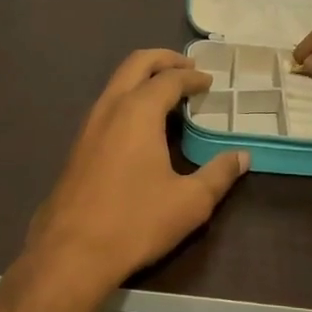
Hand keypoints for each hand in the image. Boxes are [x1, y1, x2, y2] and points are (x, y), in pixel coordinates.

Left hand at [22, 50, 248, 302]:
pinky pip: (107, 105)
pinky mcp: (77, 146)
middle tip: (188, 68)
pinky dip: (128, 98)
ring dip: (142, 78)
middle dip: (163, 59)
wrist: (70, 252)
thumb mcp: (190, 202)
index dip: (193, 77)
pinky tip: (141, 125)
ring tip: (168, 94)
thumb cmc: (135, 221)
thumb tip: (241, 157)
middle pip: (136, 64)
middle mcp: (110, 107)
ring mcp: (88, 125)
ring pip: (116, 82)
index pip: (169, 79)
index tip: (209, 82)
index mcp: (139, 111)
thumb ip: (218, 174)